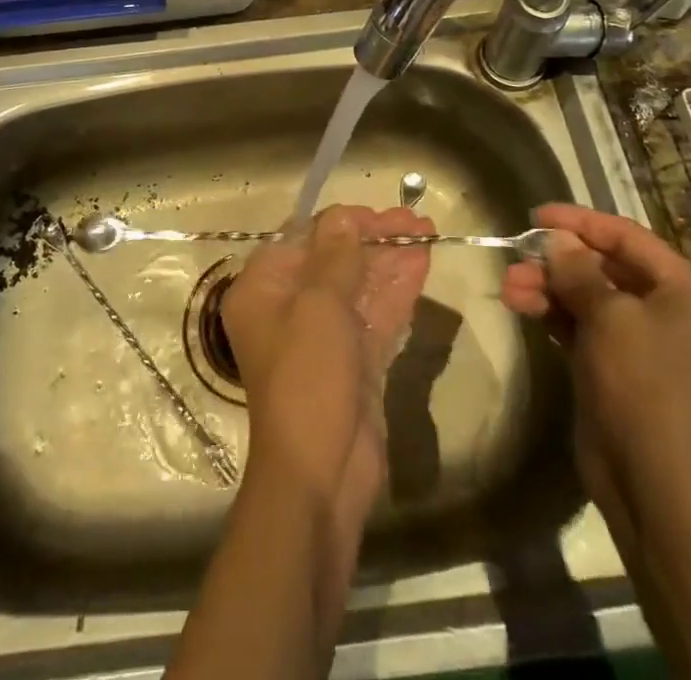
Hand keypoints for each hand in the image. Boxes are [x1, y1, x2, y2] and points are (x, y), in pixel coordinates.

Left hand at [222, 206, 431, 509]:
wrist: (321, 476)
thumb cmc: (307, 379)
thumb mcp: (319, 307)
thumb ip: (336, 257)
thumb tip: (343, 215)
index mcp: (263, 289)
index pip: (302, 239)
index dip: (340, 223)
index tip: (378, 213)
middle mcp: (288, 306)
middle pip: (334, 260)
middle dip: (374, 239)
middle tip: (415, 220)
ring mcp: (323, 335)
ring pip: (359, 286)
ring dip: (391, 260)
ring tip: (428, 233)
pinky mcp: (353, 361)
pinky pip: (374, 315)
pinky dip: (396, 291)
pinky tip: (422, 266)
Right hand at [502, 205, 690, 490]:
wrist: (653, 481)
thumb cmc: (642, 384)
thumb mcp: (608, 316)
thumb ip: (577, 270)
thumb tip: (556, 239)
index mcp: (683, 288)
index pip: (626, 236)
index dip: (579, 221)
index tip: (534, 215)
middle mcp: (666, 306)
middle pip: (602, 264)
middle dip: (556, 260)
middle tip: (516, 257)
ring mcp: (639, 336)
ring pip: (585, 293)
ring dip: (546, 286)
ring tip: (509, 288)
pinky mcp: (612, 362)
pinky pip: (578, 321)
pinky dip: (550, 310)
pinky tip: (519, 305)